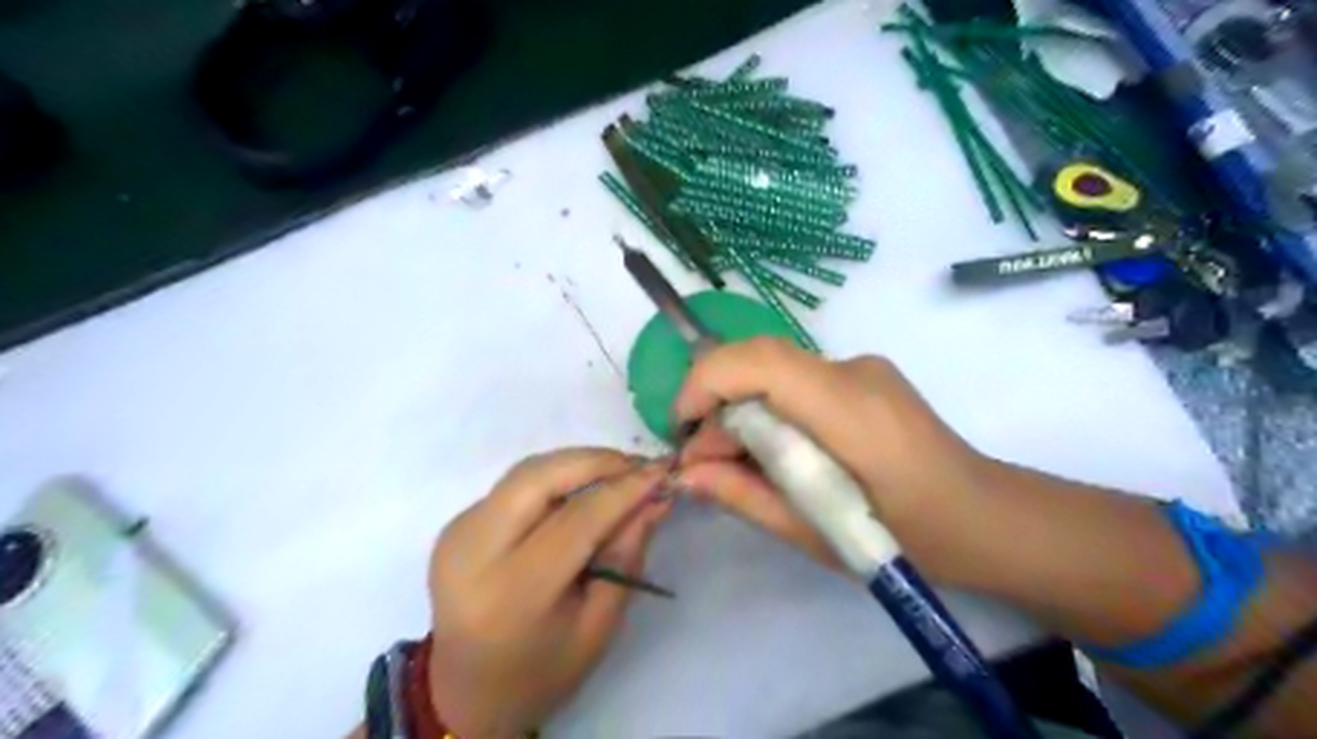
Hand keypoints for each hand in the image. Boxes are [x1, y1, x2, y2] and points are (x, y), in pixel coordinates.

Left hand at [431, 448, 673, 735]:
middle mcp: (474, 551)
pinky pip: (515, 484)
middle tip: (638, 467)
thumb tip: (655, 497)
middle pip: (540, 477)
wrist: (465, 691)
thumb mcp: (599, 625)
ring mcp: (459, 531)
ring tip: (618, 474)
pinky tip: (582, 490)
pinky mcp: (456, 522)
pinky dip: (556, 477)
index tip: (662, 473)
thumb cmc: (542, 671)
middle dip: (596, 461)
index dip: (623, 490)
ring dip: (577, 464)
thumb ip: (626, 555)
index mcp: (513, 592)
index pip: (577, 518)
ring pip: (527, 471)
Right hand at [674, 335, 992, 582]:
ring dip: (741, 410)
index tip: (681, 430)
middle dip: (716, 403)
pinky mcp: (863, 376)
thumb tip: (686, 475)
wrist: (987, 518)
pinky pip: (796, 381)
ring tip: (737, 465)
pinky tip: (777, 453)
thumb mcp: (817, 532)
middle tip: (705, 463)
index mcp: (848, 408)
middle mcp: (852, 370)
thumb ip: (746, 496)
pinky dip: (769, 410)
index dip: (704, 383)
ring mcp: (861, 367)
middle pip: (759, 360)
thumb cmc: (910, 540)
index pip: (758, 362)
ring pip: (773, 370)